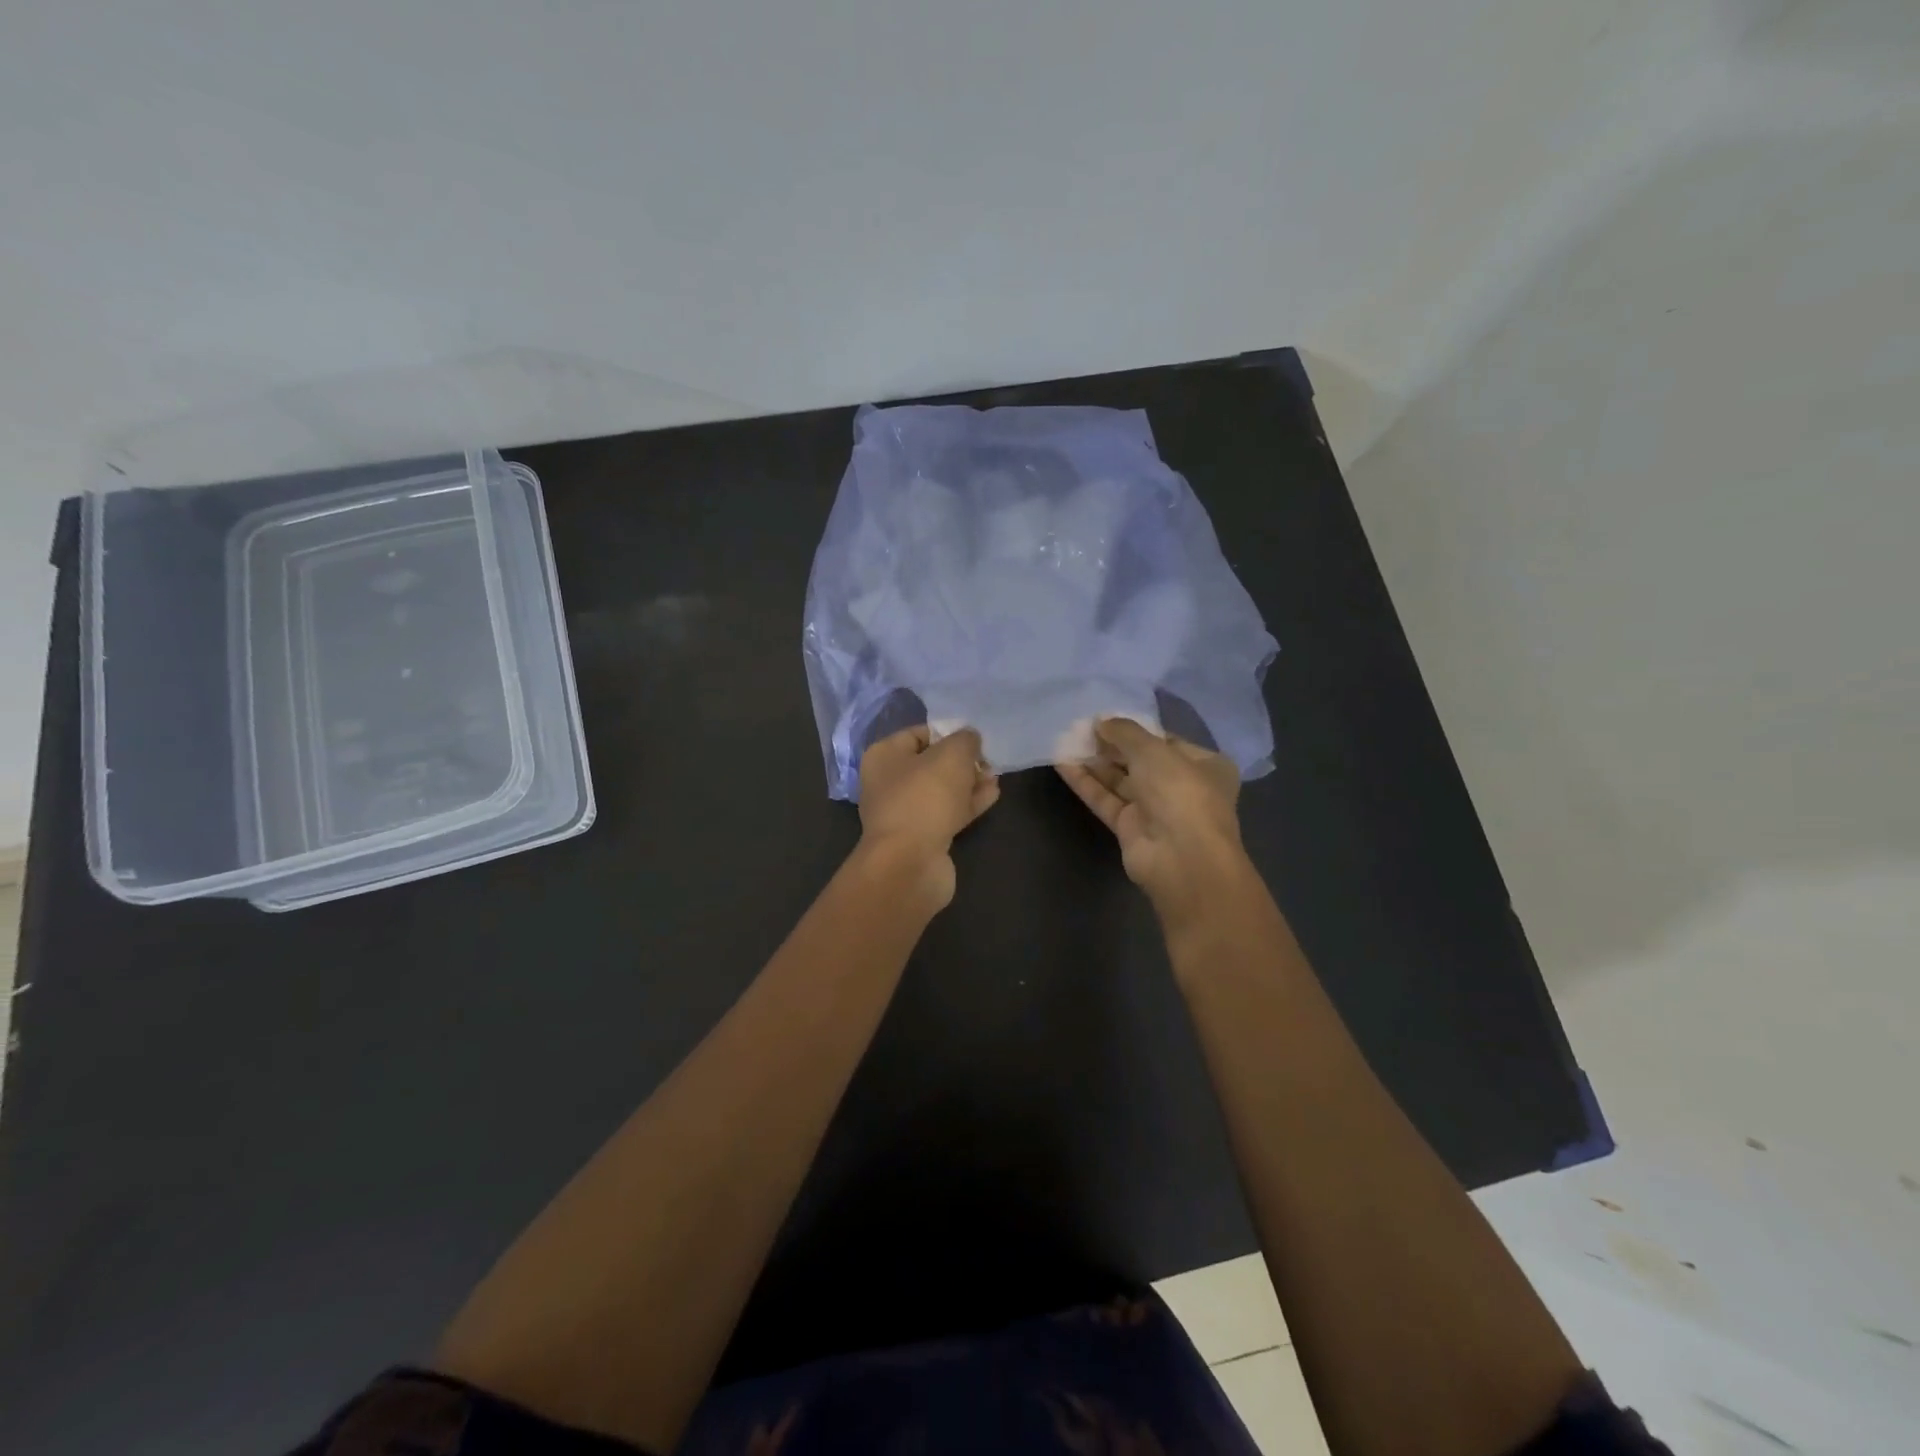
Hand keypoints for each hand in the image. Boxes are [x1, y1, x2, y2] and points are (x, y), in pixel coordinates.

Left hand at [857, 725, 999, 907]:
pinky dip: (968, 803)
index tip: (975, 737)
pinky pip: (948, 813)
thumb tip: (970, 739)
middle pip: (931, 763)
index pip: (918, 733)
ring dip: (969, 782)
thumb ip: (965, 740)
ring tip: (995, 775)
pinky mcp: (922, 837)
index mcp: (884, 756)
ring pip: (942, 790)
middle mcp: (888, 783)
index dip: (948, 732)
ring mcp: (904, 813)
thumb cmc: (925, 797)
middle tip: (988, 759)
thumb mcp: (952, 755)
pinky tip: (992, 794)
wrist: (910, 863)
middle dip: (962, 760)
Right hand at [1057, 718, 1249, 932]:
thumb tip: (1100, 722)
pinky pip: (1106, 800)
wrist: (1181, 858)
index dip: (1136, 729)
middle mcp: (1182, 787)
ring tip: (1065, 741)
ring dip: (1095, 763)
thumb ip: (1124, 732)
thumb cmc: (1180, 792)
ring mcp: (1156, 810)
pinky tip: (1063, 765)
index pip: (1166, 740)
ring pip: (1121, 781)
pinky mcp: (1131, 829)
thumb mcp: (1153, 750)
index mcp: (1204, 765)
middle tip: (1080, 729)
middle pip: (1141, 761)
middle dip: (1111, 746)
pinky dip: (1087, 784)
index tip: (1105, 719)